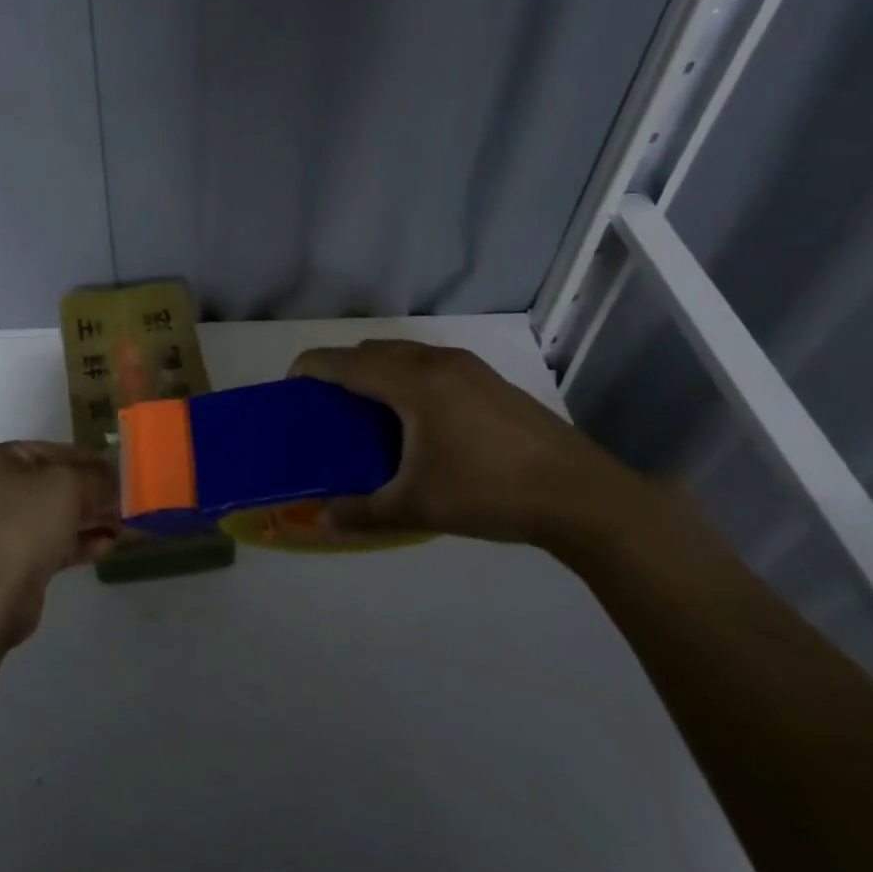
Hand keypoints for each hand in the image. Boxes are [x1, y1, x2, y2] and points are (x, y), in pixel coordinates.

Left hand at [0, 442, 119, 645]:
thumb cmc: (25, 524)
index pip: (55, 451)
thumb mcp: (68, 486)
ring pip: (55, 516)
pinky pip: (51, 543)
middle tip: (128, 502)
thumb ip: (97, 479)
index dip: (92, 460)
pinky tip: (109, 547)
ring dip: (91, 520)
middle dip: (94, 494)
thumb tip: (115, 481)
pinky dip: (78, 542)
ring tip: (126, 527)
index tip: (122, 471)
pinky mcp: (12, 560)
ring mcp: (1, 527)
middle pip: (55, 485)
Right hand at [290, 340, 649, 546]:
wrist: (583, 496)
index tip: (290, 384)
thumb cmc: (489, 492)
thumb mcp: (418, 506)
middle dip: (342, 369)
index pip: (344, 361)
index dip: (311, 367)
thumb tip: (322, 522)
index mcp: (411, 382)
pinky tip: (418, 419)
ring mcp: (467, 366)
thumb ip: (363, 512)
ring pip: (403, 353)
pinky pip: (429, 364)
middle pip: (371, 350)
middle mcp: (435, 361)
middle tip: (328, 406)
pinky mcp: (488, 380)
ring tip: (369, 411)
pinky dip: (406, 377)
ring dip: (377, 370)